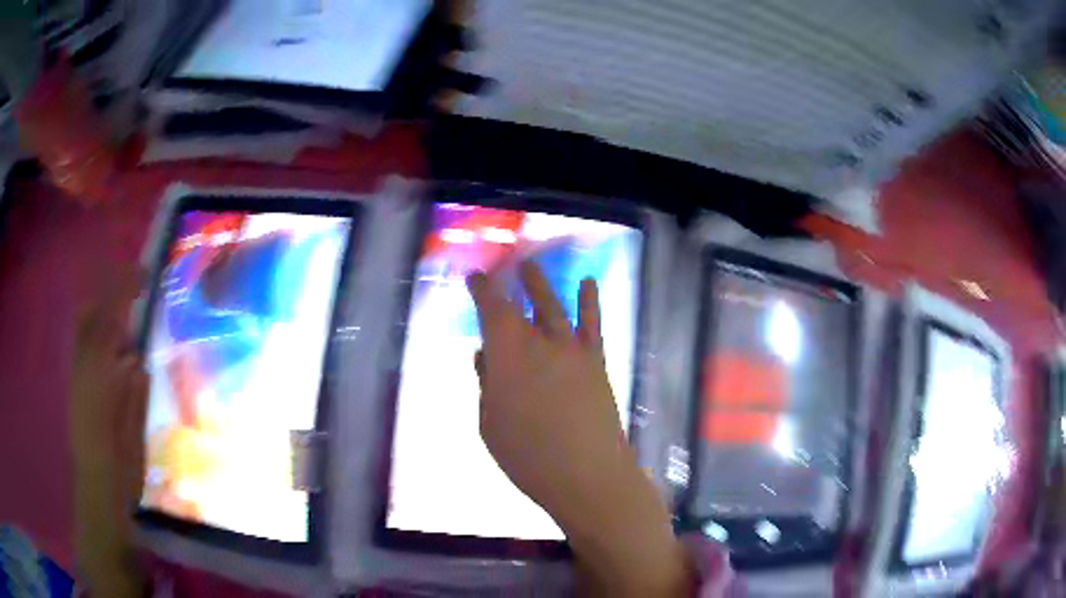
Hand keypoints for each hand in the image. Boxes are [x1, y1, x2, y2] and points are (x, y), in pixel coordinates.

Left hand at [70, 266, 147, 597]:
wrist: (97, 497)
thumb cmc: (121, 477)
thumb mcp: (134, 442)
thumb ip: (133, 400)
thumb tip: (137, 361)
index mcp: (99, 385)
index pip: (108, 326)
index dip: (123, 294)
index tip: (145, 276)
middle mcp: (82, 372)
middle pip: (88, 315)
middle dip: (110, 290)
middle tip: (137, 281)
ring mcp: (75, 376)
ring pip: (82, 326)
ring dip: (103, 304)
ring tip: (127, 301)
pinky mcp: (74, 385)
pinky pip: (81, 342)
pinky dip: (96, 325)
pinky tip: (113, 335)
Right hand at [468, 262, 690, 595]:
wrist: (586, 475)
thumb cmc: (527, 457)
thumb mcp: (489, 423)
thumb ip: (487, 383)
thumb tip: (485, 354)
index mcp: (508, 355)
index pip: (492, 309)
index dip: (482, 289)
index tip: (475, 278)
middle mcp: (540, 342)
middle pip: (523, 303)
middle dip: (512, 283)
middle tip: (505, 269)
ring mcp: (572, 350)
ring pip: (555, 306)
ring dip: (542, 284)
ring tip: (533, 267)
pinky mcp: (597, 362)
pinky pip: (592, 324)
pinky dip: (590, 301)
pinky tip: (587, 283)